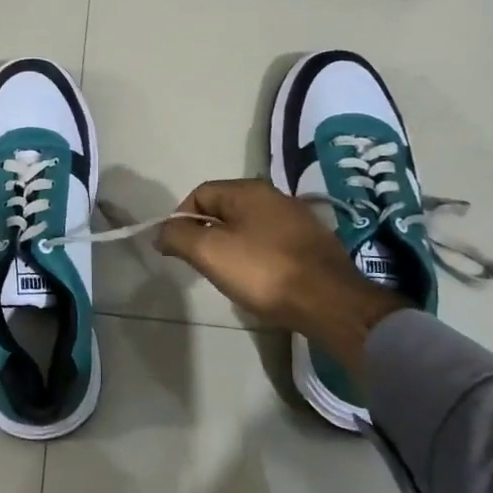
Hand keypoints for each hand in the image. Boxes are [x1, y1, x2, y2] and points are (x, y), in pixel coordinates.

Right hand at [155, 180, 407, 372]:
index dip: (181, 218)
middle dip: (206, 233)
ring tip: (228, 275)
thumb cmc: (263, 271)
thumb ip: (179, 236)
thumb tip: (162, 232)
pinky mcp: (312, 245)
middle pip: (225, 209)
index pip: (200, 193)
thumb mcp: (209, 252)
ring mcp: (298, 220)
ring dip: (231, 247)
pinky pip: (271, 243)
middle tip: (200, 264)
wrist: (329, 302)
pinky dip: (256, 257)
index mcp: (248, 190)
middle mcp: (275, 196)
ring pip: (248, 227)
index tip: (177, 249)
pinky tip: (259, 281)